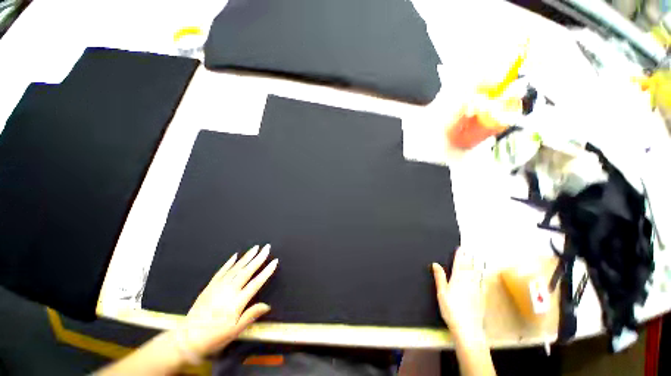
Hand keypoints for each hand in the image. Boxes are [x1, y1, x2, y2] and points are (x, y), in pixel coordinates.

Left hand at [176, 244, 277, 357]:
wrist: (188, 338)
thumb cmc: (215, 336)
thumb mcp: (236, 330)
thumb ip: (251, 315)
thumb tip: (267, 306)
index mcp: (237, 301)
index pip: (256, 282)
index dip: (267, 271)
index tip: (275, 261)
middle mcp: (229, 290)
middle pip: (247, 271)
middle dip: (259, 258)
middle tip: (267, 248)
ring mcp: (218, 286)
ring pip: (236, 268)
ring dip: (247, 257)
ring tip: (255, 248)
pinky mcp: (210, 286)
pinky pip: (221, 271)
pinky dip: (229, 262)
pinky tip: (235, 256)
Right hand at [432, 247, 485, 337]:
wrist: (468, 328)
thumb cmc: (451, 309)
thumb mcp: (441, 293)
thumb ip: (439, 277)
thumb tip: (435, 263)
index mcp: (457, 279)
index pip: (458, 264)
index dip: (459, 256)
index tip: (460, 248)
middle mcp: (468, 282)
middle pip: (469, 267)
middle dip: (468, 258)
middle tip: (469, 251)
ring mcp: (477, 289)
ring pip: (477, 274)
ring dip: (476, 265)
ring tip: (477, 258)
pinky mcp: (482, 297)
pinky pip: (482, 283)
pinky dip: (482, 276)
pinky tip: (483, 275)